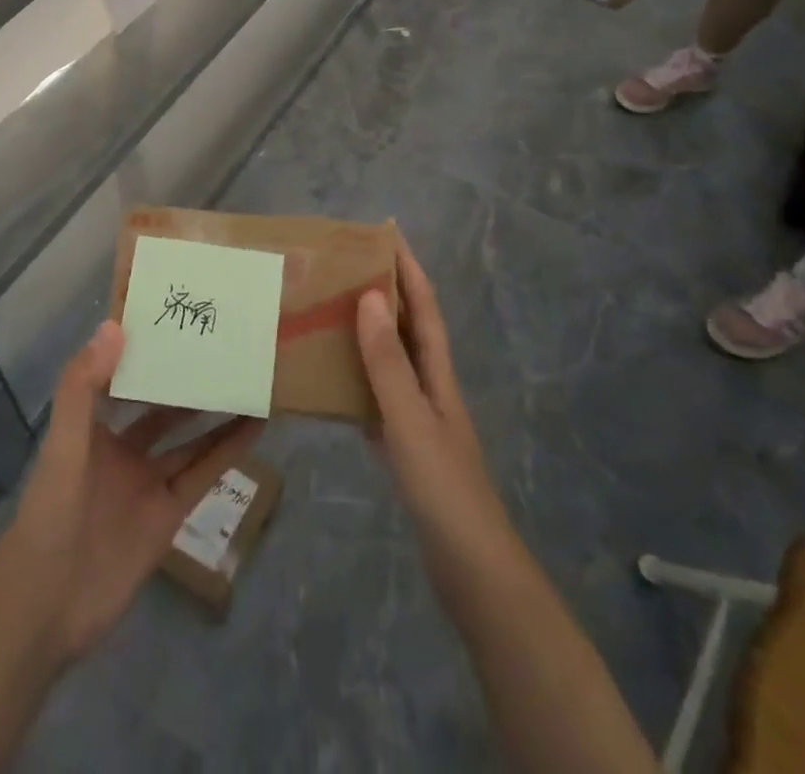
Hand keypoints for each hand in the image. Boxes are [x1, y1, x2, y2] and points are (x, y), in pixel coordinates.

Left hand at [0, 322, 263, 664]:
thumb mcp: (63, 444)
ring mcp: (148, 482)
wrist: (47, 607)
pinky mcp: (169, 514)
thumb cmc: (49, 513)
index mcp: (92, 428)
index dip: (145, 352)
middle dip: (187, 381)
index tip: (175, 320)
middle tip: (223, 345)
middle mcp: (123, 450)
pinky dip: (228, 451)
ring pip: (189, 439)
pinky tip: (255, 426)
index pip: (122, 378)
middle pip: (162, 408)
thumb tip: (115, 326)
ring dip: (216, 412)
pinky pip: (204, 474)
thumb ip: (82, 386)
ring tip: (248, 378)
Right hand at [356, 233, 516, 570]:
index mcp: (438, 375)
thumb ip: (388, 361)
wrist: (473, 572)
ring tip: (331, 311)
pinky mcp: (406, 450)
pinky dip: (357, 380)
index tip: (387, 233)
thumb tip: (370, 295)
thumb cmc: (444, 488)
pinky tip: (333, 383)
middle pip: (409, 329)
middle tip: (346, 265)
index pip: (424, 308)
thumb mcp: (410, 420)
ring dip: (368, 333)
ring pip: (391, 362)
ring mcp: (420, 420)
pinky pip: (377, 399)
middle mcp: (431, 389)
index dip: (409, 269)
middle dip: (386, 292)